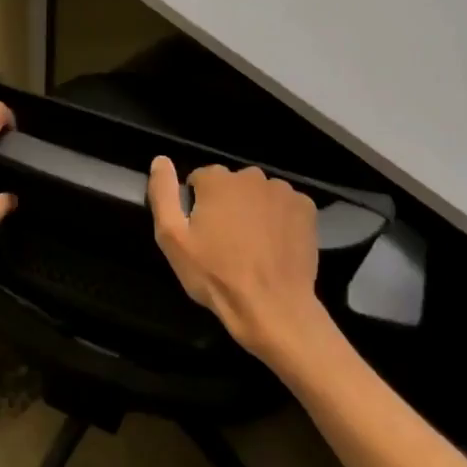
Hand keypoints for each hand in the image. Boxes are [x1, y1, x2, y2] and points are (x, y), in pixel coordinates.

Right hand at [147, 156, 333, 362]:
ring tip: (251, 245)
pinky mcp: (306, 209)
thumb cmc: (215, 274)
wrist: (272, 306)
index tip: (200, 232)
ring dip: (253, 209)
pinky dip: (279, 217)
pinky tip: (274, 244)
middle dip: (226, 204)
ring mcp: (283, 192)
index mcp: (217, 180)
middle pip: (231, 184)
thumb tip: (160, 160)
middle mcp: (252, 177)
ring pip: (259, 193)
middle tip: (225, 241)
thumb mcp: (172, 238)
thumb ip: (162, 193)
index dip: (197, 204)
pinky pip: (285, 205)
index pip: (200, 179)